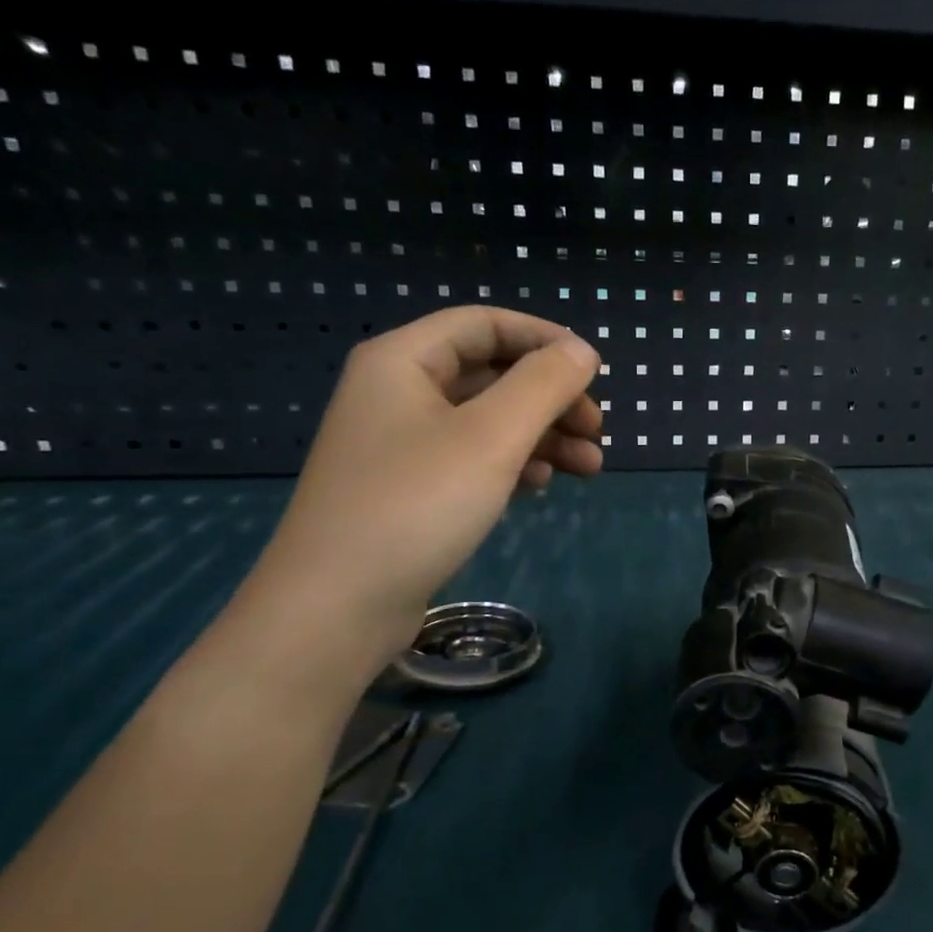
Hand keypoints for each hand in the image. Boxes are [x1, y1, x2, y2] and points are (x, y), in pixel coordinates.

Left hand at [246, 307, 602, 662]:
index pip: (484, 324)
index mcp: (403, 361)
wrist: (336, 607)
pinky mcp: (410, 490)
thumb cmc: (416, 505)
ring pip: (487, 421)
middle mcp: (398, 393)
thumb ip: (543, 384)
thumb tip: (582, 351)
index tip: (594, 371)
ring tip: (589, 467)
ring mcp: (401, 445)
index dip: (544, 339)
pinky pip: (472, 458)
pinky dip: (512, 464)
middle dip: (551, 397)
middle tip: (596, 430)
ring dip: (542, 436)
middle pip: (491, 374)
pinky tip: (540, 487)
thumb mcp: (491, 437)